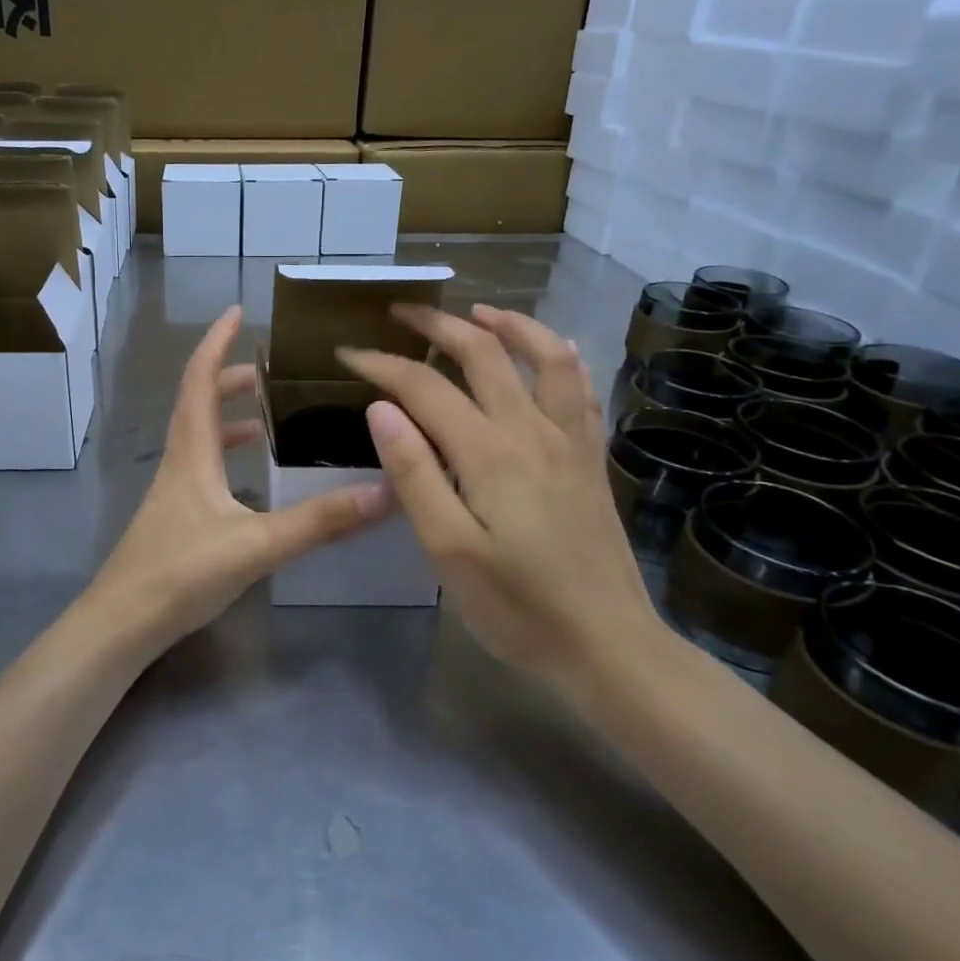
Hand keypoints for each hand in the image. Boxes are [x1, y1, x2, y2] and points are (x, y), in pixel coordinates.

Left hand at [83, 306, 391, 650]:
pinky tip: (253, 479)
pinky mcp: (176, 516)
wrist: (121, 624)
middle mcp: (179, 460)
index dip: (216, 341)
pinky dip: (227, 455)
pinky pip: (203, 467)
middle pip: (198, 402)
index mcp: (192, 450)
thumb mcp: (258, 544)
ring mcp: (173, 490)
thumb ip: (321, 521)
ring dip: (228, 417)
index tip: (237, 311)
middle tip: (269, 371)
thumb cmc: (181, 572)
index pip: (199, 379)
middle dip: (229, 377)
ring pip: (200, 436)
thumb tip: (385, 493)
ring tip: (268, 416)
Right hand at [337, 304, 653, 680]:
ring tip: (477, 313)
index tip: (349, 354)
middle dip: (437, 326)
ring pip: (545, 357)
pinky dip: (559, 357)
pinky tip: (550, 352)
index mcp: (488, 453)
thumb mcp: (448, 550)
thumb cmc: (517, 607)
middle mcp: (532, 431)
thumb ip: (414, 474)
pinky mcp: (591, 460)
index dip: (383, 365)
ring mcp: (570, 441)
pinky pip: (580, 389)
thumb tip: (382, 409)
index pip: (425, 387)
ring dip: (509, 325)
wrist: (609, 647)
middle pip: (484, 354)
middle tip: (401, 313)